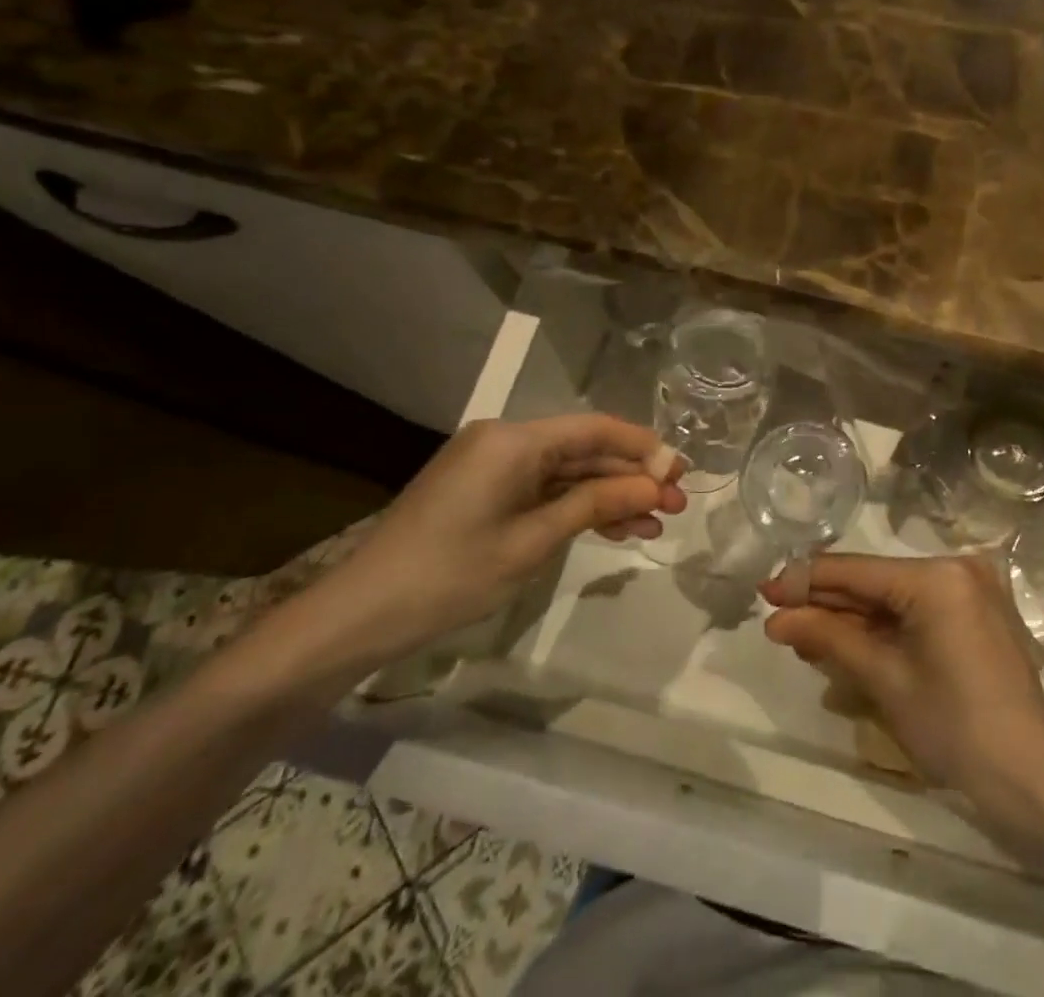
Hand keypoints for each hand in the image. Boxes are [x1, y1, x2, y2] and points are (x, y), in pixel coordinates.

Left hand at [319, 415, 685, 665]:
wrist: (362, 614)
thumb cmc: (451, 574)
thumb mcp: (533, 541)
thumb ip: (596, 505)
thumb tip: (653, 485)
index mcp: (514, 440)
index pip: (594, 429)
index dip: (642, 447)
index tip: (681, 470)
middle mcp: (505, 440)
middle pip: (584, 450)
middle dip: (631, 477)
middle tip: (677, 504)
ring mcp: (493, 465)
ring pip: (567, 473)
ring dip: (610, 496)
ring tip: (656, 523)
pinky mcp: (485, 490)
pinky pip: (543, 489)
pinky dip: (576, 508)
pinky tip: (615, 529)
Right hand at [760, 554, 1043, 812]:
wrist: (1030, 777)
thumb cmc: (953, 726)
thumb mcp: (883, 679)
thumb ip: (828, 638)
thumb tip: (776, 619)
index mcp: (936, 575)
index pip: (856, 571)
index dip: (806, 581)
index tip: (765, 591)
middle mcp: (956, 568)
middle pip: (874, 582)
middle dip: (826, 602)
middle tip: (779, 617)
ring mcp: (970, 590)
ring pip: (894, 598)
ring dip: (851, 618)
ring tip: (803, 635)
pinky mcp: (975, 614)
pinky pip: (917, 611)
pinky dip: (883, 628)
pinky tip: (846, 642)